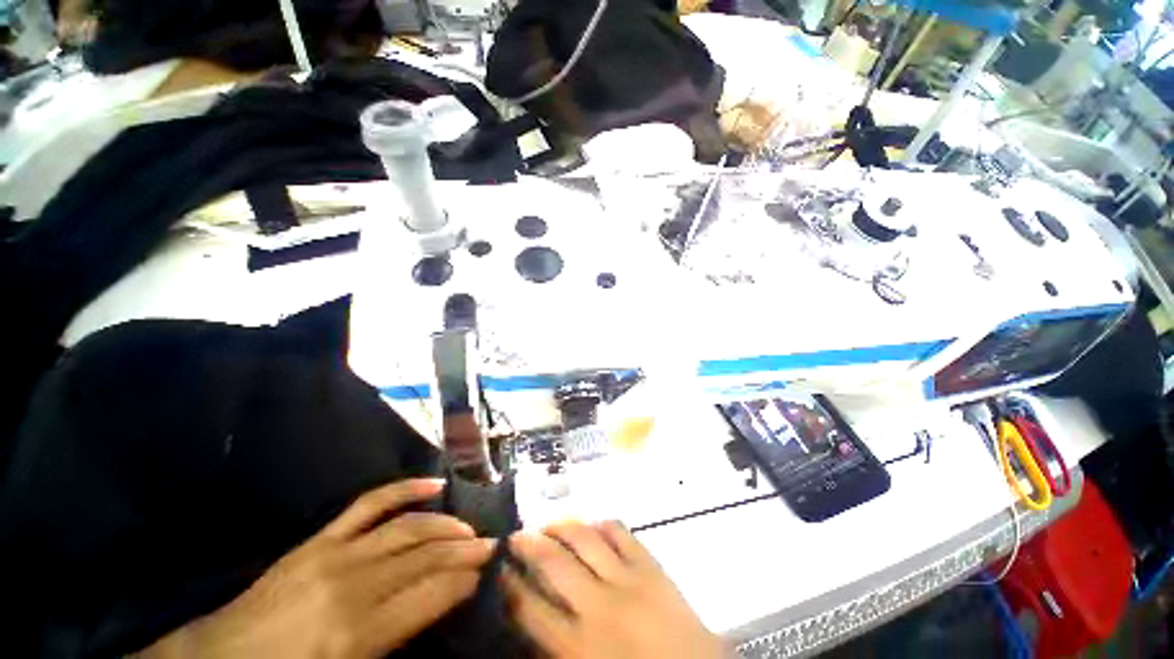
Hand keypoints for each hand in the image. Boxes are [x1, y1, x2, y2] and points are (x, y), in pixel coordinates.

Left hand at [137, 478, 492, 658]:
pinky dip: (405, 490)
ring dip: (445, 524)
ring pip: (407, 527)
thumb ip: (395, 644)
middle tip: (490, 544)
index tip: (486, 571)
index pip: (431, 594)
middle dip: (464, 550)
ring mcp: (336, 553)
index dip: (465, 579)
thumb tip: (438, 608)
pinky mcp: (320, 538)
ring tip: (468, 527)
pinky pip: (370, 504)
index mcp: (358, 634)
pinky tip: (433, 485)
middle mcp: (354, 585)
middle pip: (425, 558)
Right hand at [504, 521, 726, 658]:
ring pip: (584, 540)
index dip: (511, 584)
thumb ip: (557, 649)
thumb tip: (534, 616)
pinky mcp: (651, 566)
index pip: (531, 607)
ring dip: (562, 526)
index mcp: (578, 648)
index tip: (502, 568)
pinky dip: (603, 524)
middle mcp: (597, 607)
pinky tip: (593, 524)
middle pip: (553, 564)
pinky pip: (621, 533)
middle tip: (518, 535)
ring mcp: (627, 581)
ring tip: (548, 523)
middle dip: (530, 545)